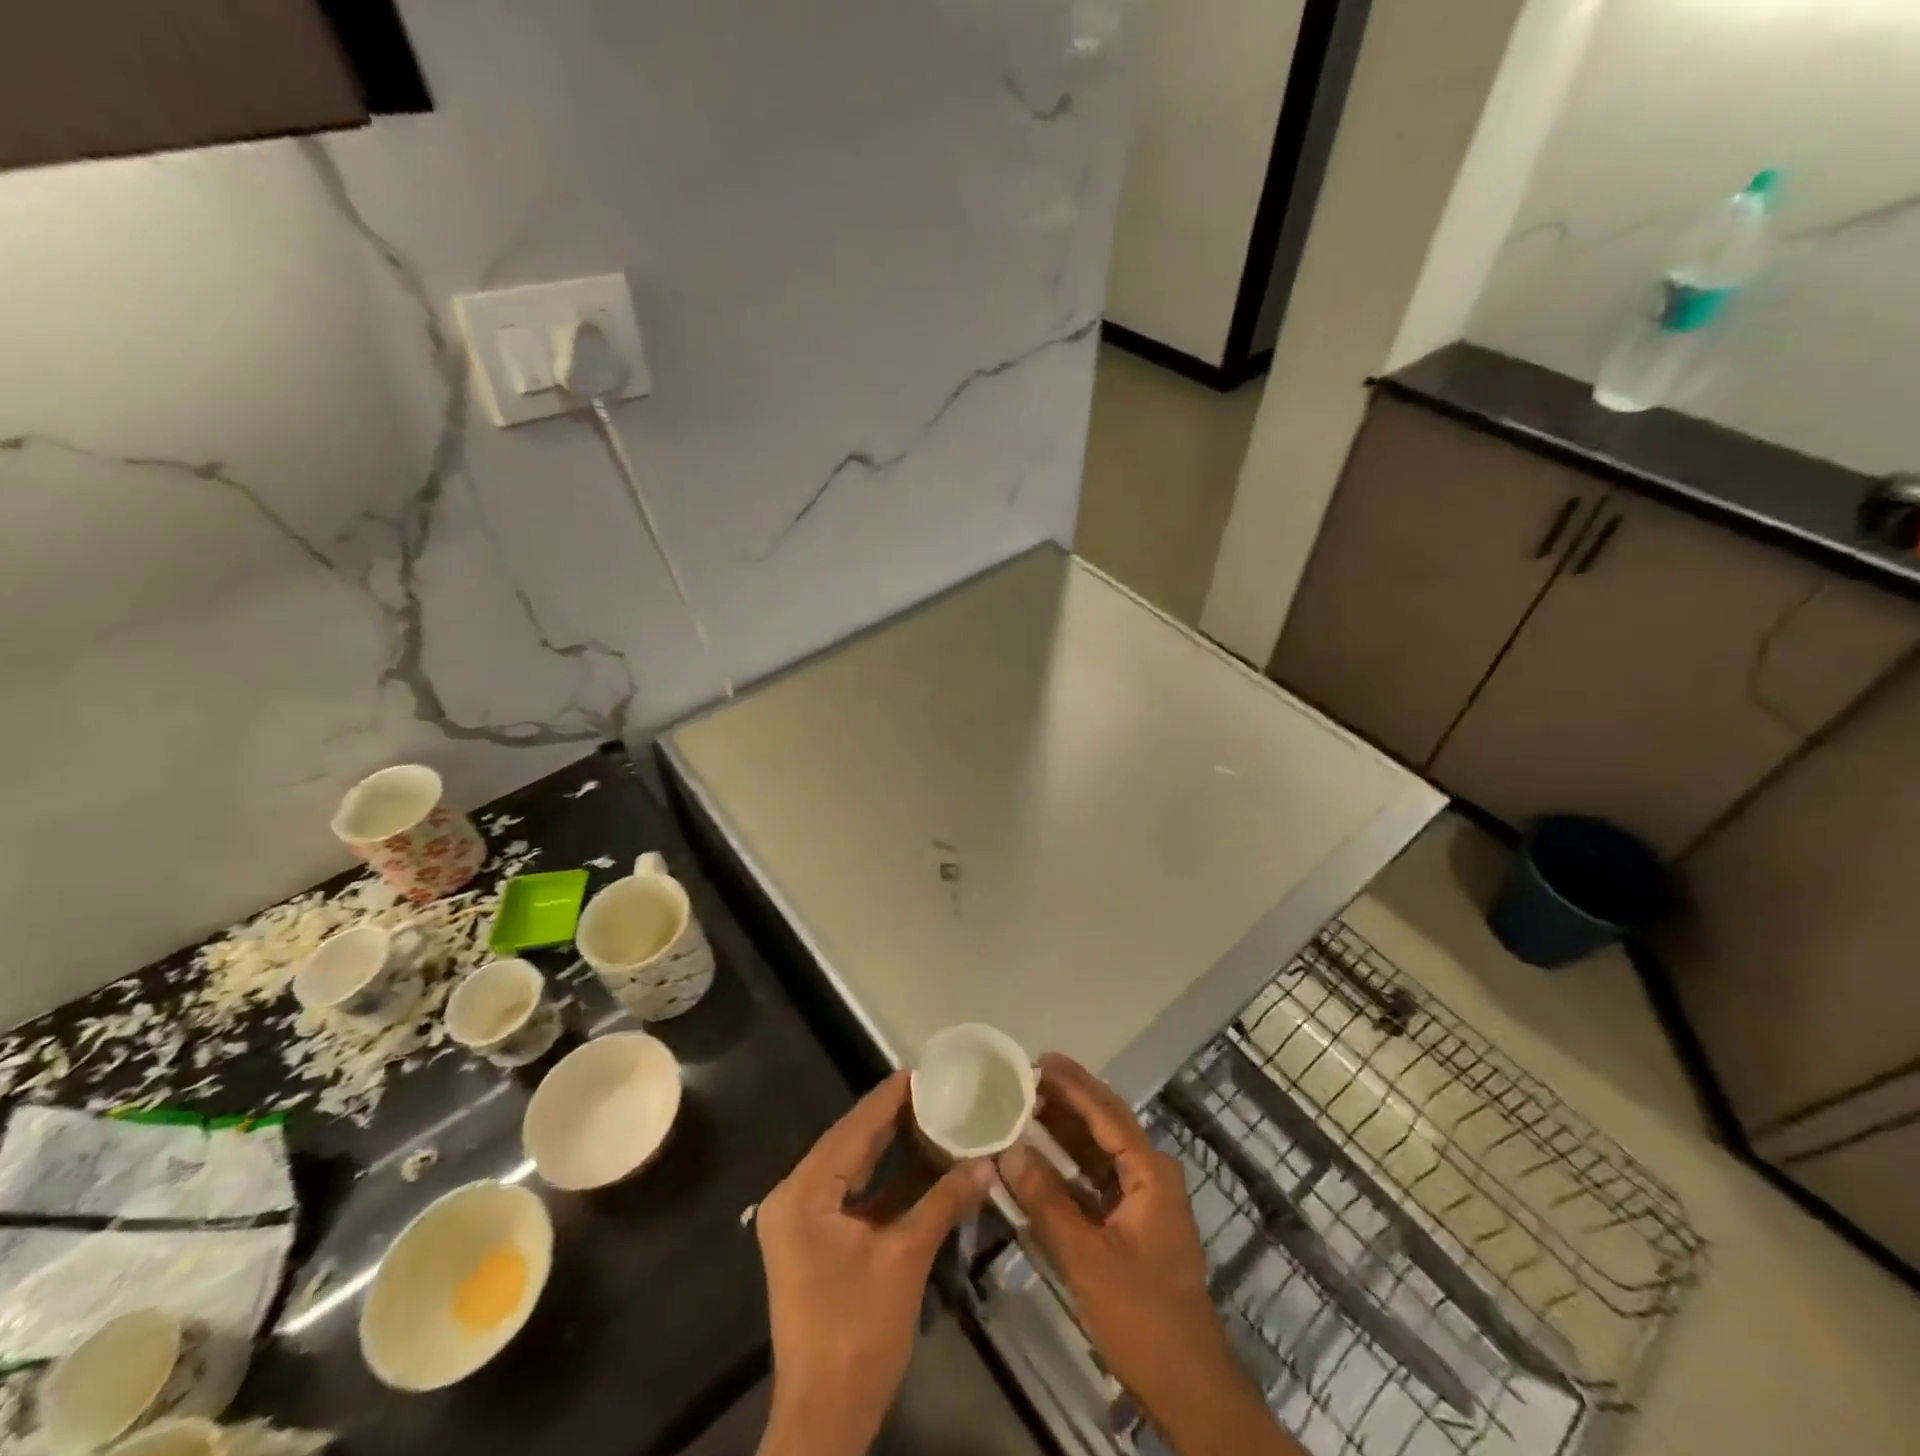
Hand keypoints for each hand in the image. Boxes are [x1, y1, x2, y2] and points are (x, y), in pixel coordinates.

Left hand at [756, 1072, 992, 1455]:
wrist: (825, 1418)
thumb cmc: (858, 1333)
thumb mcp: (905, 1259)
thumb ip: (944, 1202)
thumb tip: (987, 1163)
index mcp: (804, 1192)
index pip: (854, 1128)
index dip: (891, 1097)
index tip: (927, 1069)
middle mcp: (795, 1196)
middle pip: (850, 1142)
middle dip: (893, 1116)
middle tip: (938, 1088)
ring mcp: (802, 1219)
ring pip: (852, 1165)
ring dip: (891, 1144)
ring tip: (933, 1112)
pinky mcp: (815, 1239)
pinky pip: (852, 1192)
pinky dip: (884, 1177)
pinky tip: (919, 1160)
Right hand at [998, 1054, 1301, 1455]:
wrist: (1189, 1389)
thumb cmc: (1143, 1318)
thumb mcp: (1087, 1258)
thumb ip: (1046, 1201)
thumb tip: (1008, 1150)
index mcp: (1150, 1174)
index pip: (1106, 1114)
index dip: (1072, 1084)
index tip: (1040, 1059)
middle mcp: (1151, 1176)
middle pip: (1105, 1124)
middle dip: (1068, 1099)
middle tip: (1027, 1075)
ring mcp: (1144, 1202)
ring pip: (1100, 1151)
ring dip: (1067, 1130)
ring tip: (1027, 1104)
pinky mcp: (1133, 1225)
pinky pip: (1097, 1180)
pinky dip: (1069, 1167)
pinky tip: (1039, 1159)